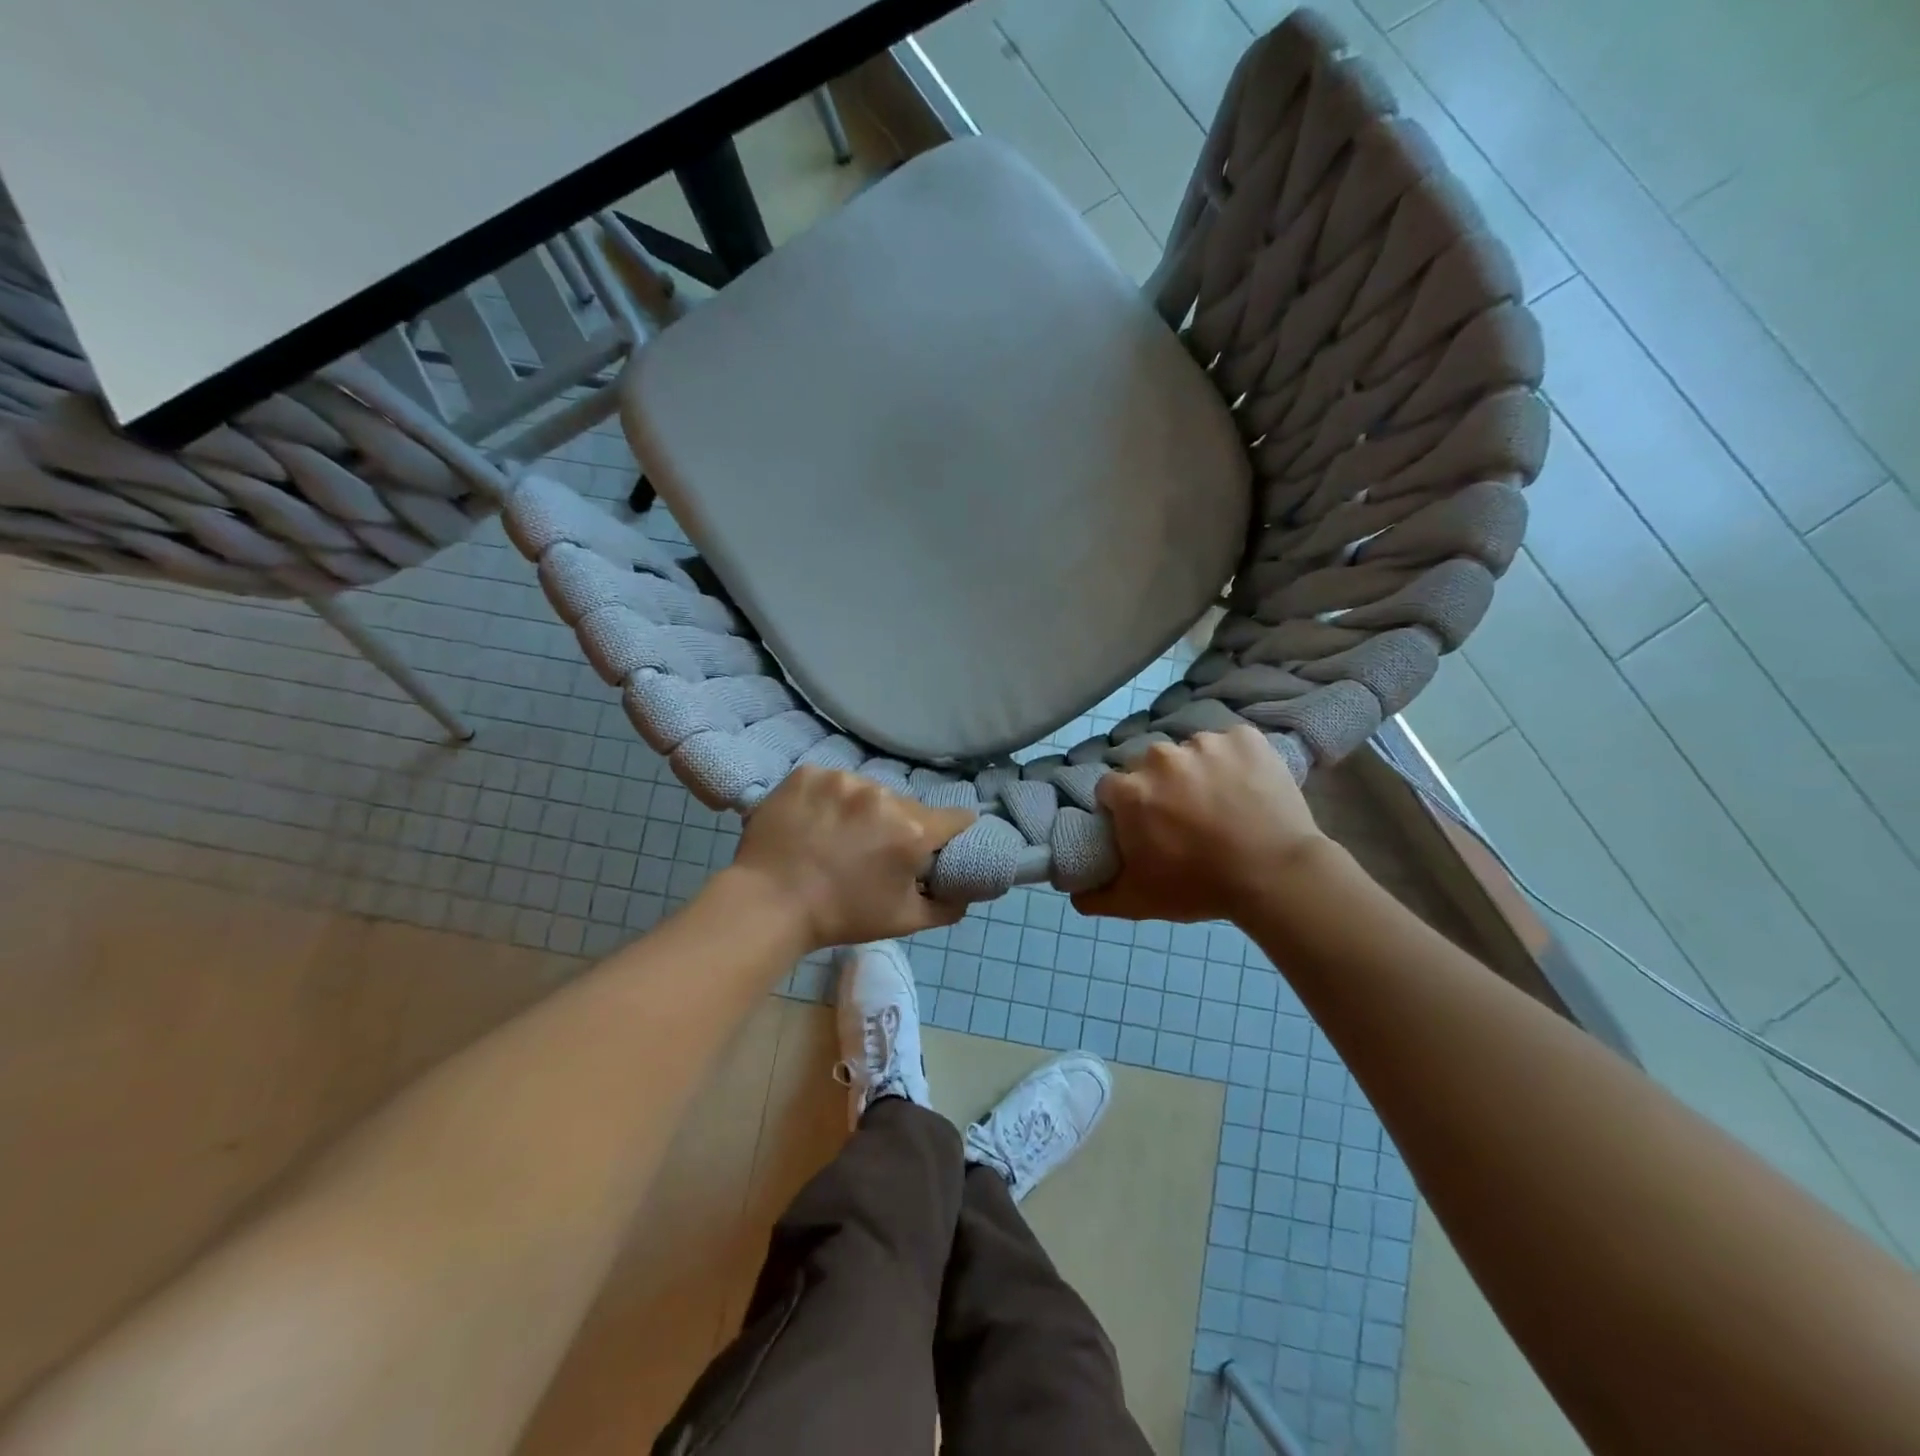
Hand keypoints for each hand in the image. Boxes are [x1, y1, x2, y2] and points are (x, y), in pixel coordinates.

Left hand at [731, 767, 975, 949]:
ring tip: (837, 836)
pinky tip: (813, 821)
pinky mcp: (808, 773)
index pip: (956, 817)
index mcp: (912, 831)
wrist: (769, 903)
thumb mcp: (904, 921)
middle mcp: (883, 796)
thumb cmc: (841, 916)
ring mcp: (842, 780)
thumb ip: (947, 907)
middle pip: (907, 805)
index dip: (952, 831)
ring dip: (862, 809)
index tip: (939, 842)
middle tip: (875, 849)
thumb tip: (966, 893)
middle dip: (899, 824)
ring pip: (868, 791)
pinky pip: (830, 782)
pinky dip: (827, 799)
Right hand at [1073, 725, 1332, 924]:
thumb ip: (1096, 897)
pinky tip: (1247, 786)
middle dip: (1160, 786)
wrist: (1276, 875)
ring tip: (1222, 803)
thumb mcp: (1139, 902)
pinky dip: (1235, 760)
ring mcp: (1204, 743)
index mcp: (1130, 789)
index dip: (1124, 808)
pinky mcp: (1244, 737)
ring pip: (1190, 752)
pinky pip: (1230, 743)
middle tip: (1185, 816)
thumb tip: (1072, 894)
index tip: (1144, 826)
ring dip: (1198, 771)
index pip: (1111, 788)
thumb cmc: (1200, 886)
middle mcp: (1160, 757)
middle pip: (1149, 766)